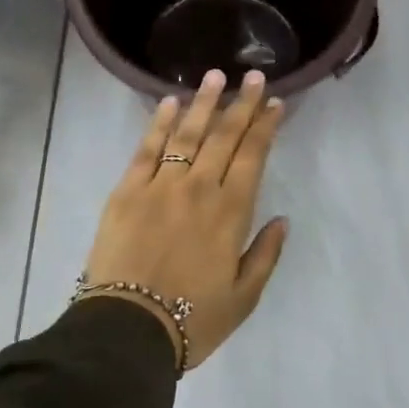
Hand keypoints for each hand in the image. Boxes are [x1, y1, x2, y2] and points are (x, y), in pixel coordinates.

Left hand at [82, 69, 288, 369]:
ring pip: (187, 133)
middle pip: (224, 136)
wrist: (126, 331)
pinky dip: (160, 123)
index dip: (265, 126)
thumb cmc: (191, 320)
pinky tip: (170, 102)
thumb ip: (266, 254)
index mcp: (231, 212)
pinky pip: (147, 148)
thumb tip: (282, 219)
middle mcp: (199, 188)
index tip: (275, 102)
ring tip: (215, 76)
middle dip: (242, 104)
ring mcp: (161, 185)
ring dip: (203, 102)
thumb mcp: (244, 298)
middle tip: (254, 76)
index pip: (253, 156)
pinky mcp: (127, 190)